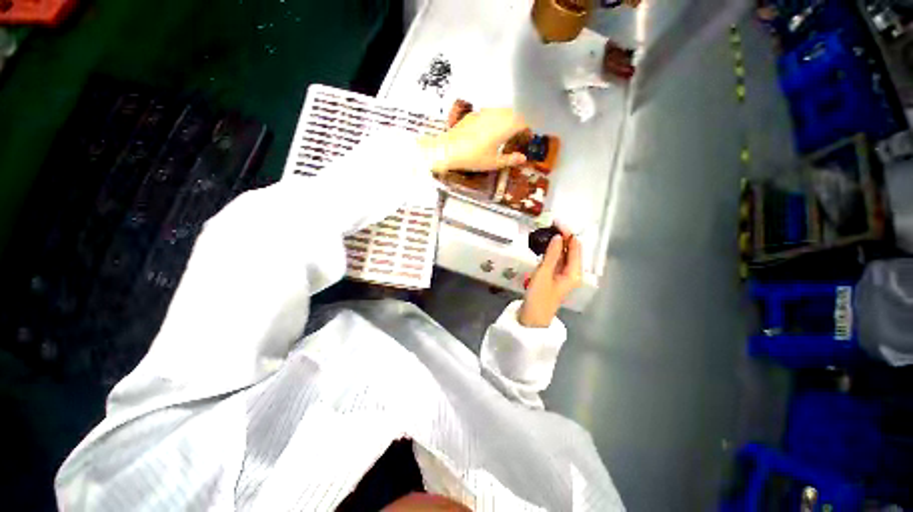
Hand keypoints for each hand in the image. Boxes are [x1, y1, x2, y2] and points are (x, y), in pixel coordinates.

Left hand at [420, 109, 527, 172]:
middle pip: (513, 114)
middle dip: (519, 122)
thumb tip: (523, 158)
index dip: (527, 129)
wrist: (448, 149)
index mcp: (504, 127)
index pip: (522, 122)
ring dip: (507, 118)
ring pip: (502, 111)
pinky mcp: (474, 114)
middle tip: (518, 134)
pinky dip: (495, 118)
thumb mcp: (493, 163)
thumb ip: (510, 159)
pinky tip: (490, 129)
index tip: (528, 137)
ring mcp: (484, 113)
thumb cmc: (472, 158)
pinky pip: (490, 112)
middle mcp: (496, 116)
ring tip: (506, 131)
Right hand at [519, 227, 581, 327]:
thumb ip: (551, 254)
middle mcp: (572, 272)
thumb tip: (557, 236)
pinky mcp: (554, 277)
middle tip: (550, 224)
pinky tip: (544, 245)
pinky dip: (551, 252)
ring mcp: (563, 275)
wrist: (532, 317)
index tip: (556, 222)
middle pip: (570, 250)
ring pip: (562, 254)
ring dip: (556, 243)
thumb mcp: (544, 274)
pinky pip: (555, 260)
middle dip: (562, 237)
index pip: (575, 247)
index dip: (568, 233)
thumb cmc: (539, 297)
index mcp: (574, 273)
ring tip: (546, 231)